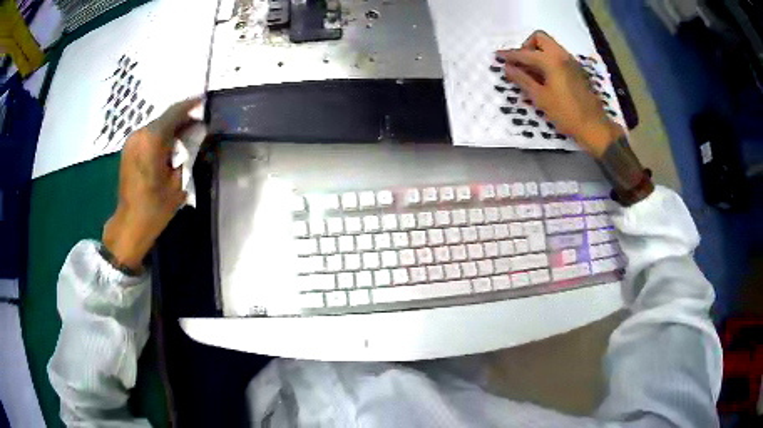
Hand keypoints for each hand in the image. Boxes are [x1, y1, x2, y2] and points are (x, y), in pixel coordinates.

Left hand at [102, 98, 201, 270]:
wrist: (129, 224)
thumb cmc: (155, 207)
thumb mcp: (178, 181)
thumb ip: (187, 152)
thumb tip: (195, 133)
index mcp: (152, 140)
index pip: (174, 112)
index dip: (190, 105)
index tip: (203, 101)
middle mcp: (140, 134)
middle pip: (164, 118)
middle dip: (181, 119)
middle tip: (197, 124)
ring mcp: (132, 141)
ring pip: (156, 126)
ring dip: (171, 128)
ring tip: (185, 136)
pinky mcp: (128, 149)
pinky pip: (148, 135)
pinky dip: (160, 136)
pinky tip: (169, 146)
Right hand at [497, 31, 623, 157]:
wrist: (594, 126)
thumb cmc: (566, 113)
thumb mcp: (540, 98)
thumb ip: (522, 79)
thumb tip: (507, 68)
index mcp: (552, 60)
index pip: (525, 53)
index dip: (510, 55)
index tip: (498, 56)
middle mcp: (562, 55)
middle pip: (540, 38)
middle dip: (526, 46)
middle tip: (521, 63)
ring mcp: (572, 61)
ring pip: (550, 46)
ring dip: (537, 52)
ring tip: (531, 71)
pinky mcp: (577, 70)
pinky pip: (558, 56)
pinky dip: (548, 59)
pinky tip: (545, 77)